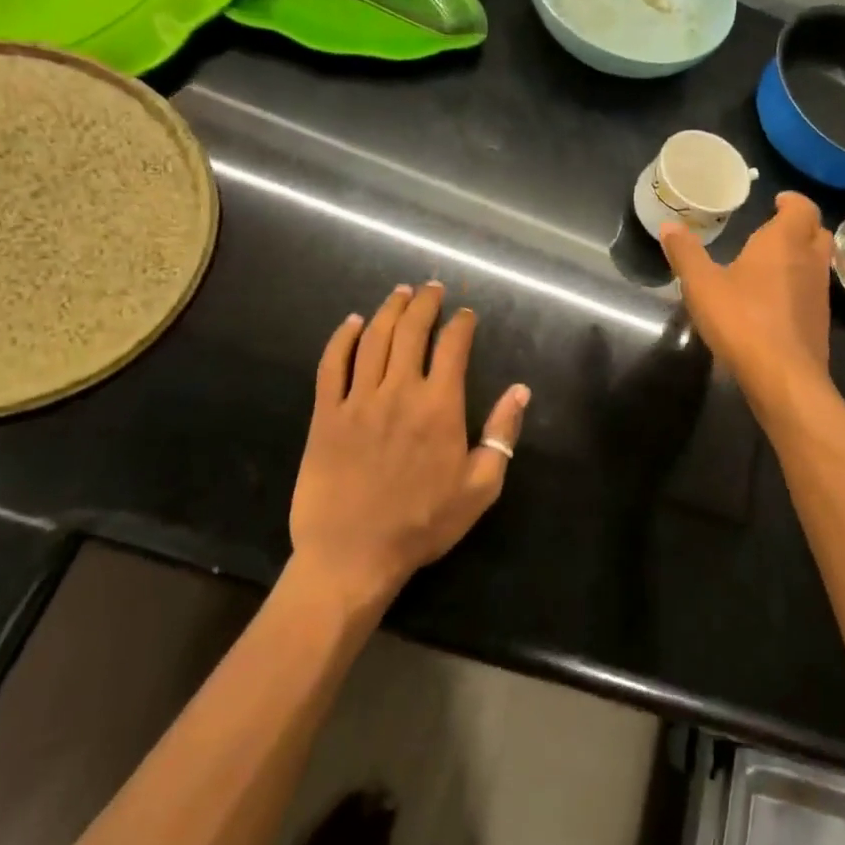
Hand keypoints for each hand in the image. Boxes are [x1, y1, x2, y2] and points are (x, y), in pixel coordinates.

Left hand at [291, 282, 528, 604]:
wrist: (353, 556)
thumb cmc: (423, 523)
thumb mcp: (480, 487)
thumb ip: (502, 434)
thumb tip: (520, 390)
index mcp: (440, 405)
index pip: (453, 346)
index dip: (462, 323)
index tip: (466, 314)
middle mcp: (399, 391)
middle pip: (412, 330)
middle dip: (425, 302)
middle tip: (431, 287)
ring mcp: (358, 400)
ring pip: (374, 338)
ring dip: (389, 310)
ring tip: (400, 293)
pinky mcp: (325, 415)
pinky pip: (332, 364)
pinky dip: (342, 337)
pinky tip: (353, 322)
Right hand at [660, 192, 832, 408]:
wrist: (784, 377)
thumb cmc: (742, 320)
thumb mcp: (702, 285)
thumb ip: (686, 254)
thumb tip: (669, 226)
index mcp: (784, 241)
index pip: (802, 207)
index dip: (792, 201)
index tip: (777, 200)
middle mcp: (810, 260)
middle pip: (817, 231)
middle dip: (799, 226)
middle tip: (775, 228)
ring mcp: (819, 292)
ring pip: (819, 262)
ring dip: (802, 255)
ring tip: (772, 262)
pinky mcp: (820, 321)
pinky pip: (813, 290)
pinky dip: (799, 284)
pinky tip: (775, 299)